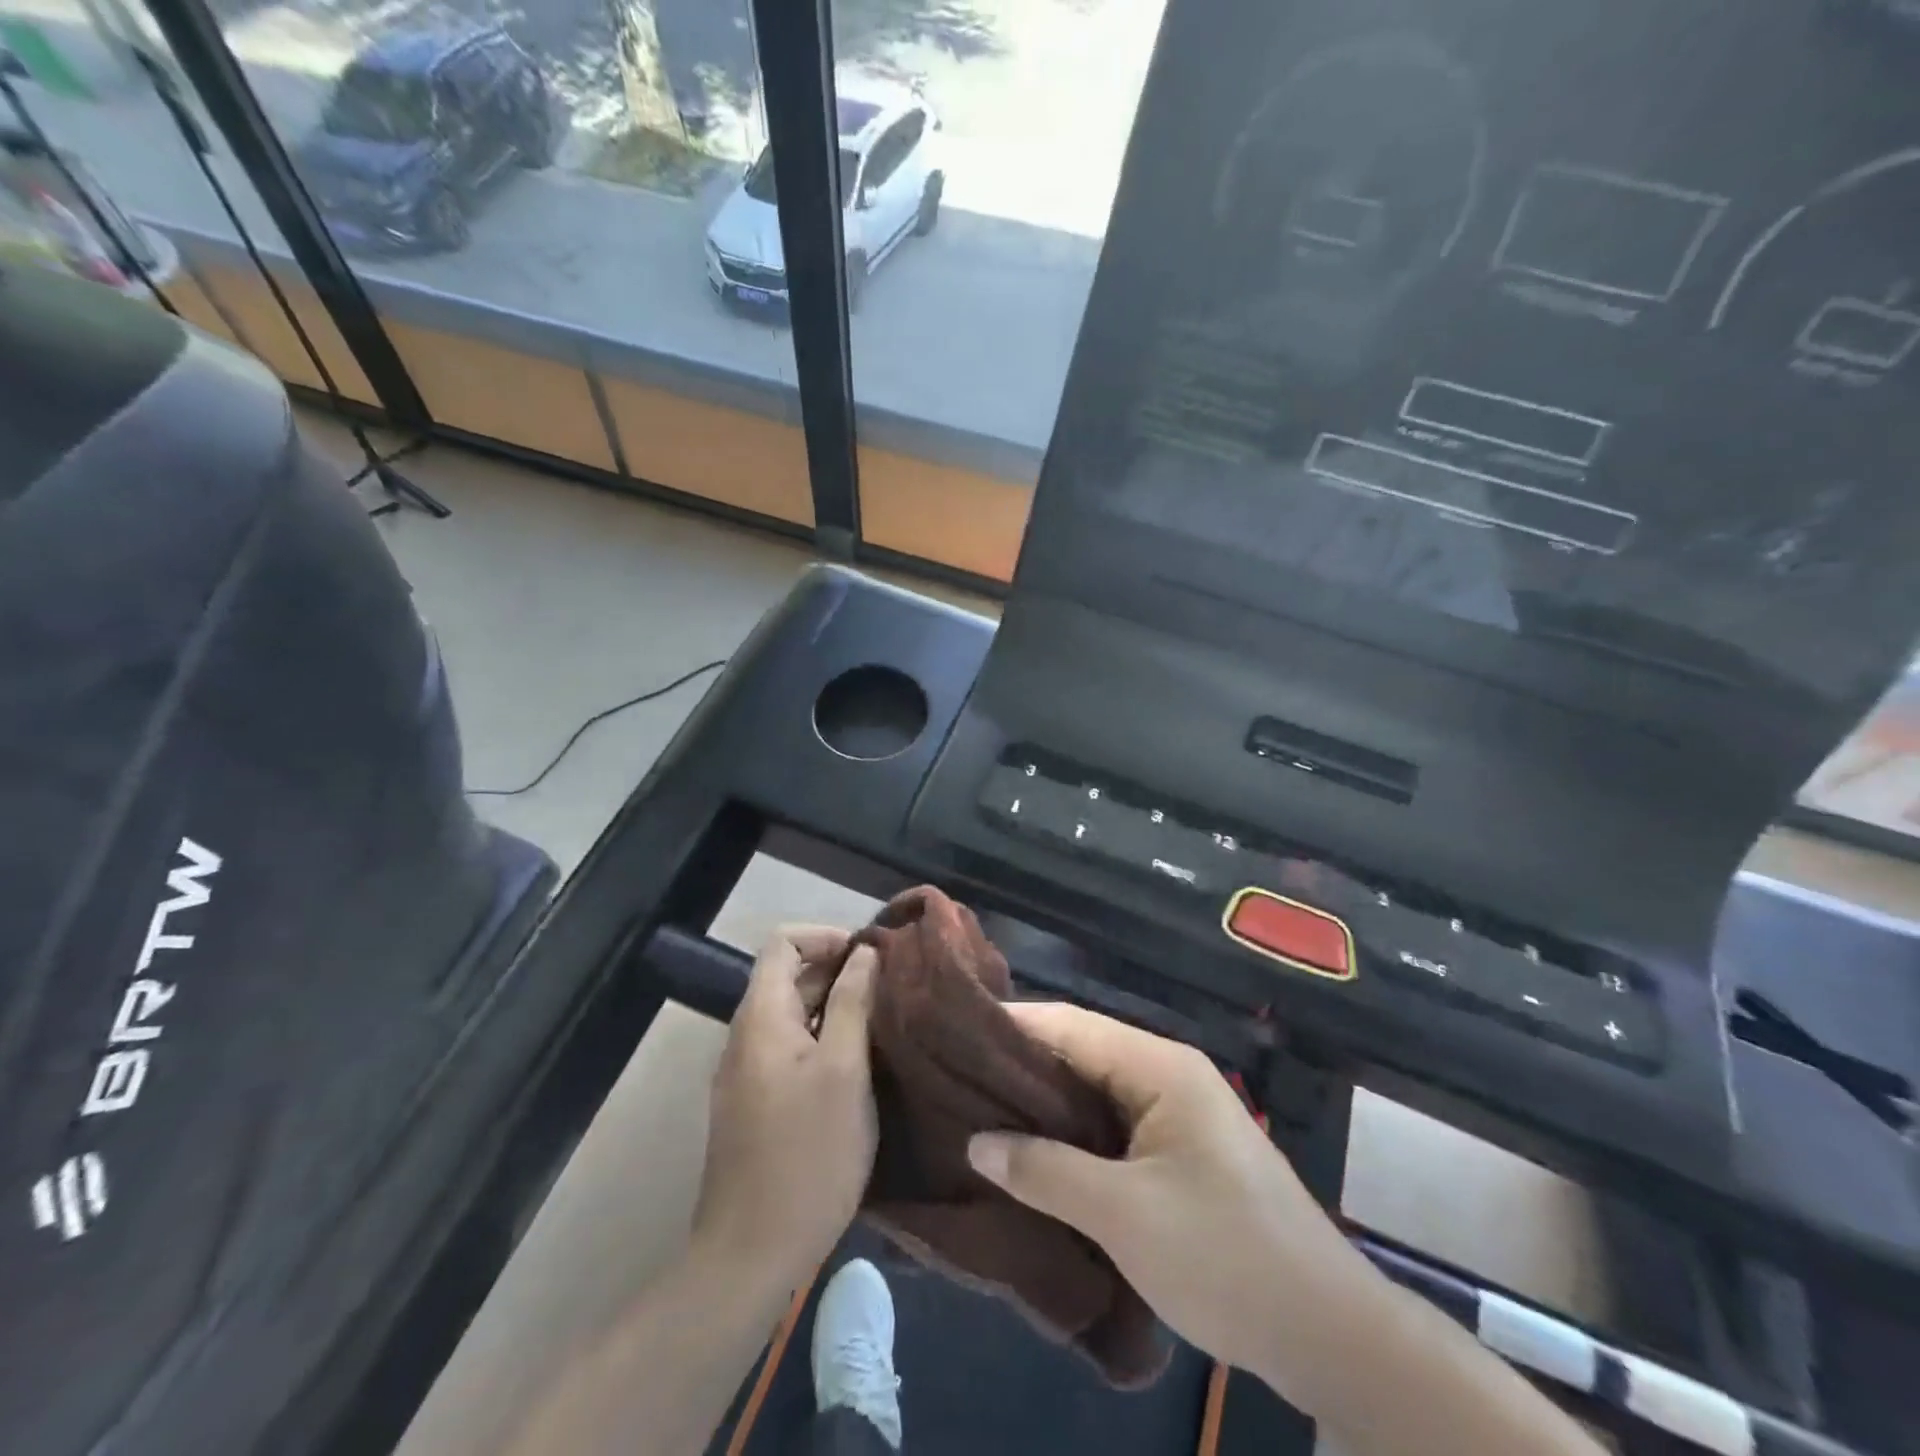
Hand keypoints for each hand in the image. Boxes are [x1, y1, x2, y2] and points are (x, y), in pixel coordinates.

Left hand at [692, 926, 878, 1289]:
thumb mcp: (844, 1070)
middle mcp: (746, 1035)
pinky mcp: (754, 1102)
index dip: (826, 937)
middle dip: (837, 971)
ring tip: (882, 1022)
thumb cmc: (807, 1154)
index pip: (783, 942)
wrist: (751, 1254)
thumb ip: (853, 1003)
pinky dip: (822, 1039)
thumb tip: (864, 953)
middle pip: (788, 977)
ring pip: (792, 1015)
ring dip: (834, 1007)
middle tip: (889, 989)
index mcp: (761, 1018)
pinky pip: (788, 1048)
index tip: (869, 957)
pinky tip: (858, 1064)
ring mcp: (746, 1072)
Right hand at [966, 1003, 1369, 1398]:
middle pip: (1081, 1053)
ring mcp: (1176, 1112)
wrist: (1327, 1331)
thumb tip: (977, 1142)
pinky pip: (1112, 1124)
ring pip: (1094, 1091)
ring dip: (1044, 1102)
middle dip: (1021, 1065)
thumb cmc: (1225, 1256)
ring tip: (980, 1109)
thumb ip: (1046, 1172)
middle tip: (956, 1077)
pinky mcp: (1179, 1150)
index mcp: (1160, 1066)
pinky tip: (1034, 1150)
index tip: (953, 1033)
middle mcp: (1167, 1074)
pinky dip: (1072, 1132)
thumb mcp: (1124, 1215)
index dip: (1012, 1026)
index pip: (1070, 1026)